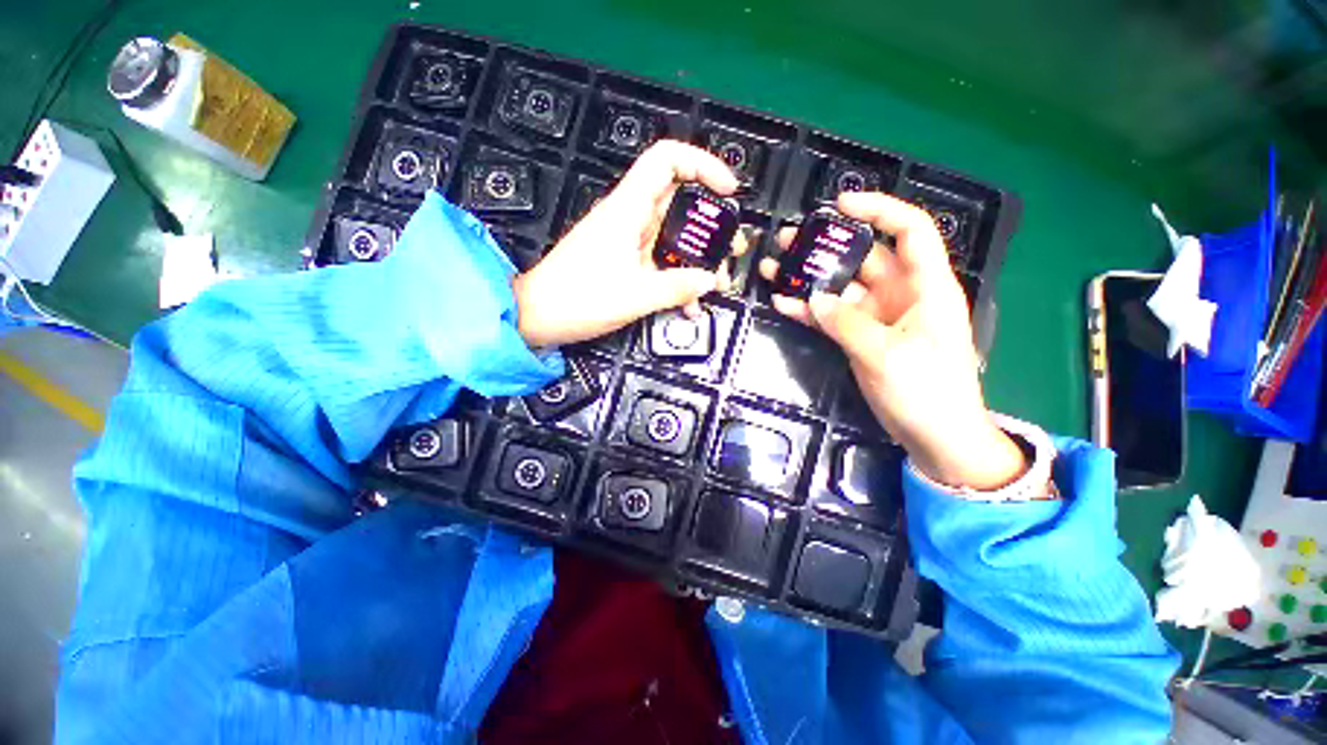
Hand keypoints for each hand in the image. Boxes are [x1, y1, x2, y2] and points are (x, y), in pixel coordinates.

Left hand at [513, 141, 748, 347]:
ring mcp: (629, 243)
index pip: (666, 160)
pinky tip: (690, 306)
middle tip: (732, 251)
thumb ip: (677, 287)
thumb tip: (710, 280)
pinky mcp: (626, 264)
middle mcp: (631, 219)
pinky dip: (678, 279)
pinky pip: (661, 263)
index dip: (702, 165)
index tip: (728, 191)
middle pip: (680, 204)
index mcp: (628, 209)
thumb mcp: (634, 295)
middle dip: (712, 226)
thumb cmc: (579, 299)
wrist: (538, 316)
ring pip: (674, 238)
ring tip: (719, 283)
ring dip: (699, 259)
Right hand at [759, 192, 1024, 489]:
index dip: (878, 209)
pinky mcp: (862, 337)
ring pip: (841, 287)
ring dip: (809, 280)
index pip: (909, 230)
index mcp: (926, 286)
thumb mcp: (886, 353)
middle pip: (863, 257)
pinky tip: (783, 304)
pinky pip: (832, 316)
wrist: (935, 436)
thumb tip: (814, 299)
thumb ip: (847, 323)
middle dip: (827, 246)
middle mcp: (902, 294)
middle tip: (787, 240)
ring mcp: (878, 317)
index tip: (840, 205)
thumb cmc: (927, 391)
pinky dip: (810, 311)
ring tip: (773, 269)